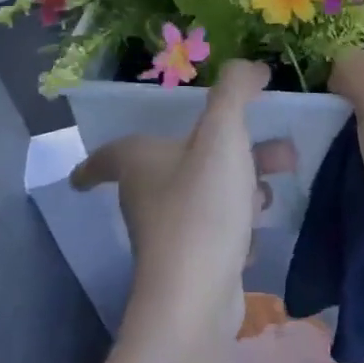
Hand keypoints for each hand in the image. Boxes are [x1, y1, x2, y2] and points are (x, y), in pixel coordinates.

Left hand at [70, 60, 293, 340]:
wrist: (198, 296)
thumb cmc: (201, 206)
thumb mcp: (222, 136)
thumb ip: (235, 93)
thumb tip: (250, 66)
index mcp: (139, 162)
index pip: (107, 156)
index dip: (97, 159)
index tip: (84, 174)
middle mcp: (147, 197)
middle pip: (182, 164)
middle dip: (228, 152)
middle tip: (272, 148)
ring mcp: (170, 234)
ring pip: (206, 195)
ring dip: (243, 185)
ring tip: (279, 182)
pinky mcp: (193, 264)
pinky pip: (218, 232)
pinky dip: (239, 226)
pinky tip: (260, 232)